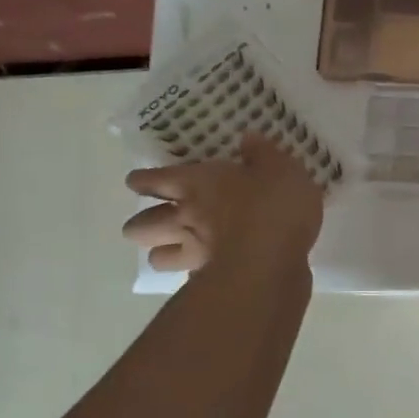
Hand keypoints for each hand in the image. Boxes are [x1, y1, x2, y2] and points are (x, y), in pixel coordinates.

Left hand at [122, 135, 323, 279]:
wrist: (273, 257)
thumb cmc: (273, 203)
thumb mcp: (280, 168)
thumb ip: (262, 153)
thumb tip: (248, 138)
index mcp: (194, 183)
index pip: (149, 180)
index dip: (143, 181)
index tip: (145, 182)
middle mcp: (183, 217)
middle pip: (138, 225)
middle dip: (144, 223)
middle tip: (164, 219)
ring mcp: (192, 251)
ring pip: (156, 257)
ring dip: (163, 252)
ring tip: (179, 249)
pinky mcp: (209, 278)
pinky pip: (189, 276)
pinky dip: (195, 273)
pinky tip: (211, 269)